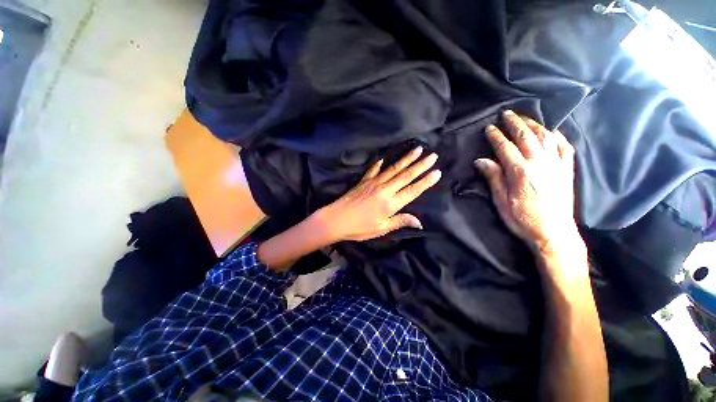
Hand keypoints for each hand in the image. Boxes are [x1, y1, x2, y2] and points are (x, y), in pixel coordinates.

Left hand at [317, 146, 441, 241]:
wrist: (336, 219)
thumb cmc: (359, 228)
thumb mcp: (381, 229)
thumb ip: (400, 222)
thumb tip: (419, 222)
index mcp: (391, 203)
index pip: (413, 190)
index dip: (425, 182)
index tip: (436, 172)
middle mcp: (385, 189)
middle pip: (406, 175)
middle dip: (421, 165)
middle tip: (433, 155)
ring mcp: (374, 182)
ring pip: (394, 169)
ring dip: (407, 159)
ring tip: (418, 149)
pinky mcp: (364, 180)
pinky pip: (374, 169)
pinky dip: (379, 163)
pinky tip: (383, 158)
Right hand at [475, 110, 579, 253]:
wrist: (554, 232)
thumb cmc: (523, 219)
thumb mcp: (501, 201)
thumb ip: (493, 178)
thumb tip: (481, 160)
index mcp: (520, 172)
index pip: (505, 147)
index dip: (496, 136)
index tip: (489, 128)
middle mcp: (540, 163)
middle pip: (526, 136)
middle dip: (515, 123)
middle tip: (506, 113)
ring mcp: (556, 165)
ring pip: (546, 137)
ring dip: (535, 124)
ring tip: (526, 118)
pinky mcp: (567, 170)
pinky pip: (564, 147)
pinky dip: (558, 136)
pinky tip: (552, 131)